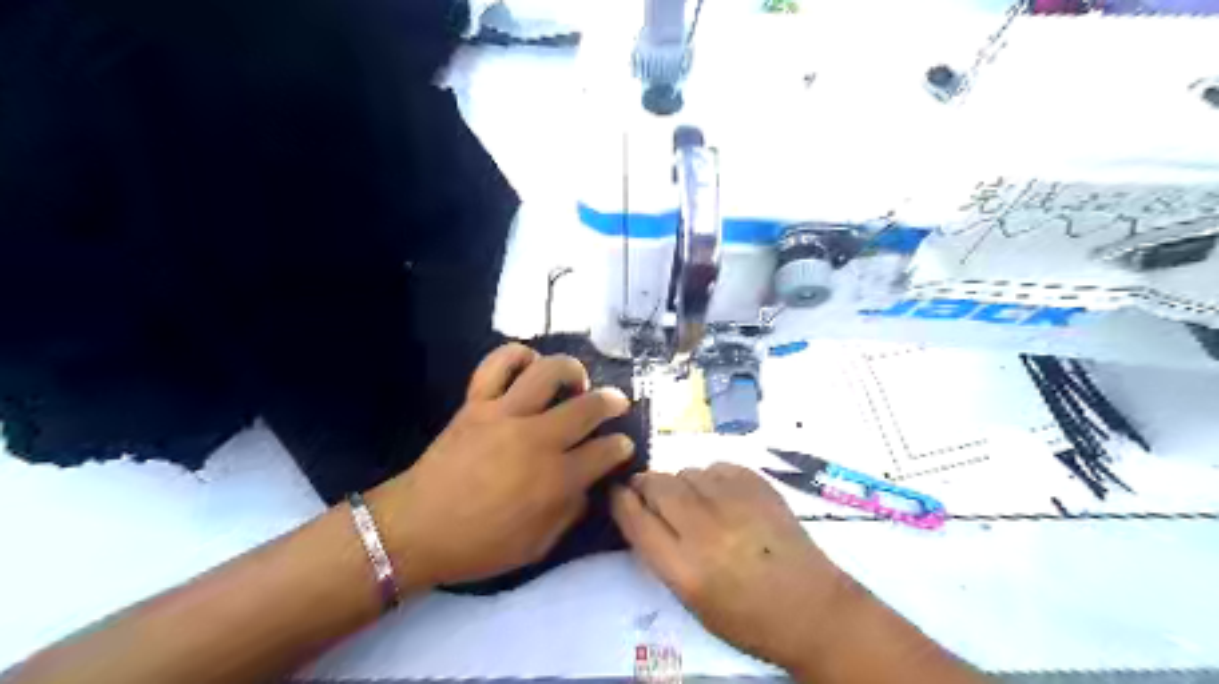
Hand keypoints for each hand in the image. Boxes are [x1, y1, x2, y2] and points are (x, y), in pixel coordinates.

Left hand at [365, 345, 634, 588]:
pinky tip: (529, 364)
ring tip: (577, 380)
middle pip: (587, 407)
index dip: (620, 446)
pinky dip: (517, 355)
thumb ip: (570, 512)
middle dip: (612, 402)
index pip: (604, 452)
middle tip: (617, 403)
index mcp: (555, 480)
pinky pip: (497, 364)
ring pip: (549, 373)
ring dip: (572, 370)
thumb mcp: (537, 546)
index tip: (623, 444)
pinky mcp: (476, 403)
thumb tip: (586, 484)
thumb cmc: (479, 545)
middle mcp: (537, 439)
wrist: (415, 529)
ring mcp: (505, 415)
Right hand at [610, 462, 854, 669]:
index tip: (616, 492)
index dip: (619, 500)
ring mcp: (734, 502)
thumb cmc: (747, 618)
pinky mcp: (758, 486)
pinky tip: (721, 495)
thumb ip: (662, 553)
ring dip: (681, 484)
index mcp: (684, 567)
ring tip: (694, 501)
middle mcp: (705, 529)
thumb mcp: (692, 599)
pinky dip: (711, 477)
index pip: (635, 518)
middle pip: (657, 485)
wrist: (812, 609)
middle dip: (645, 484)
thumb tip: (643, 511)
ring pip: (687, 472)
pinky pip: (717, 466)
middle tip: (649, 491)